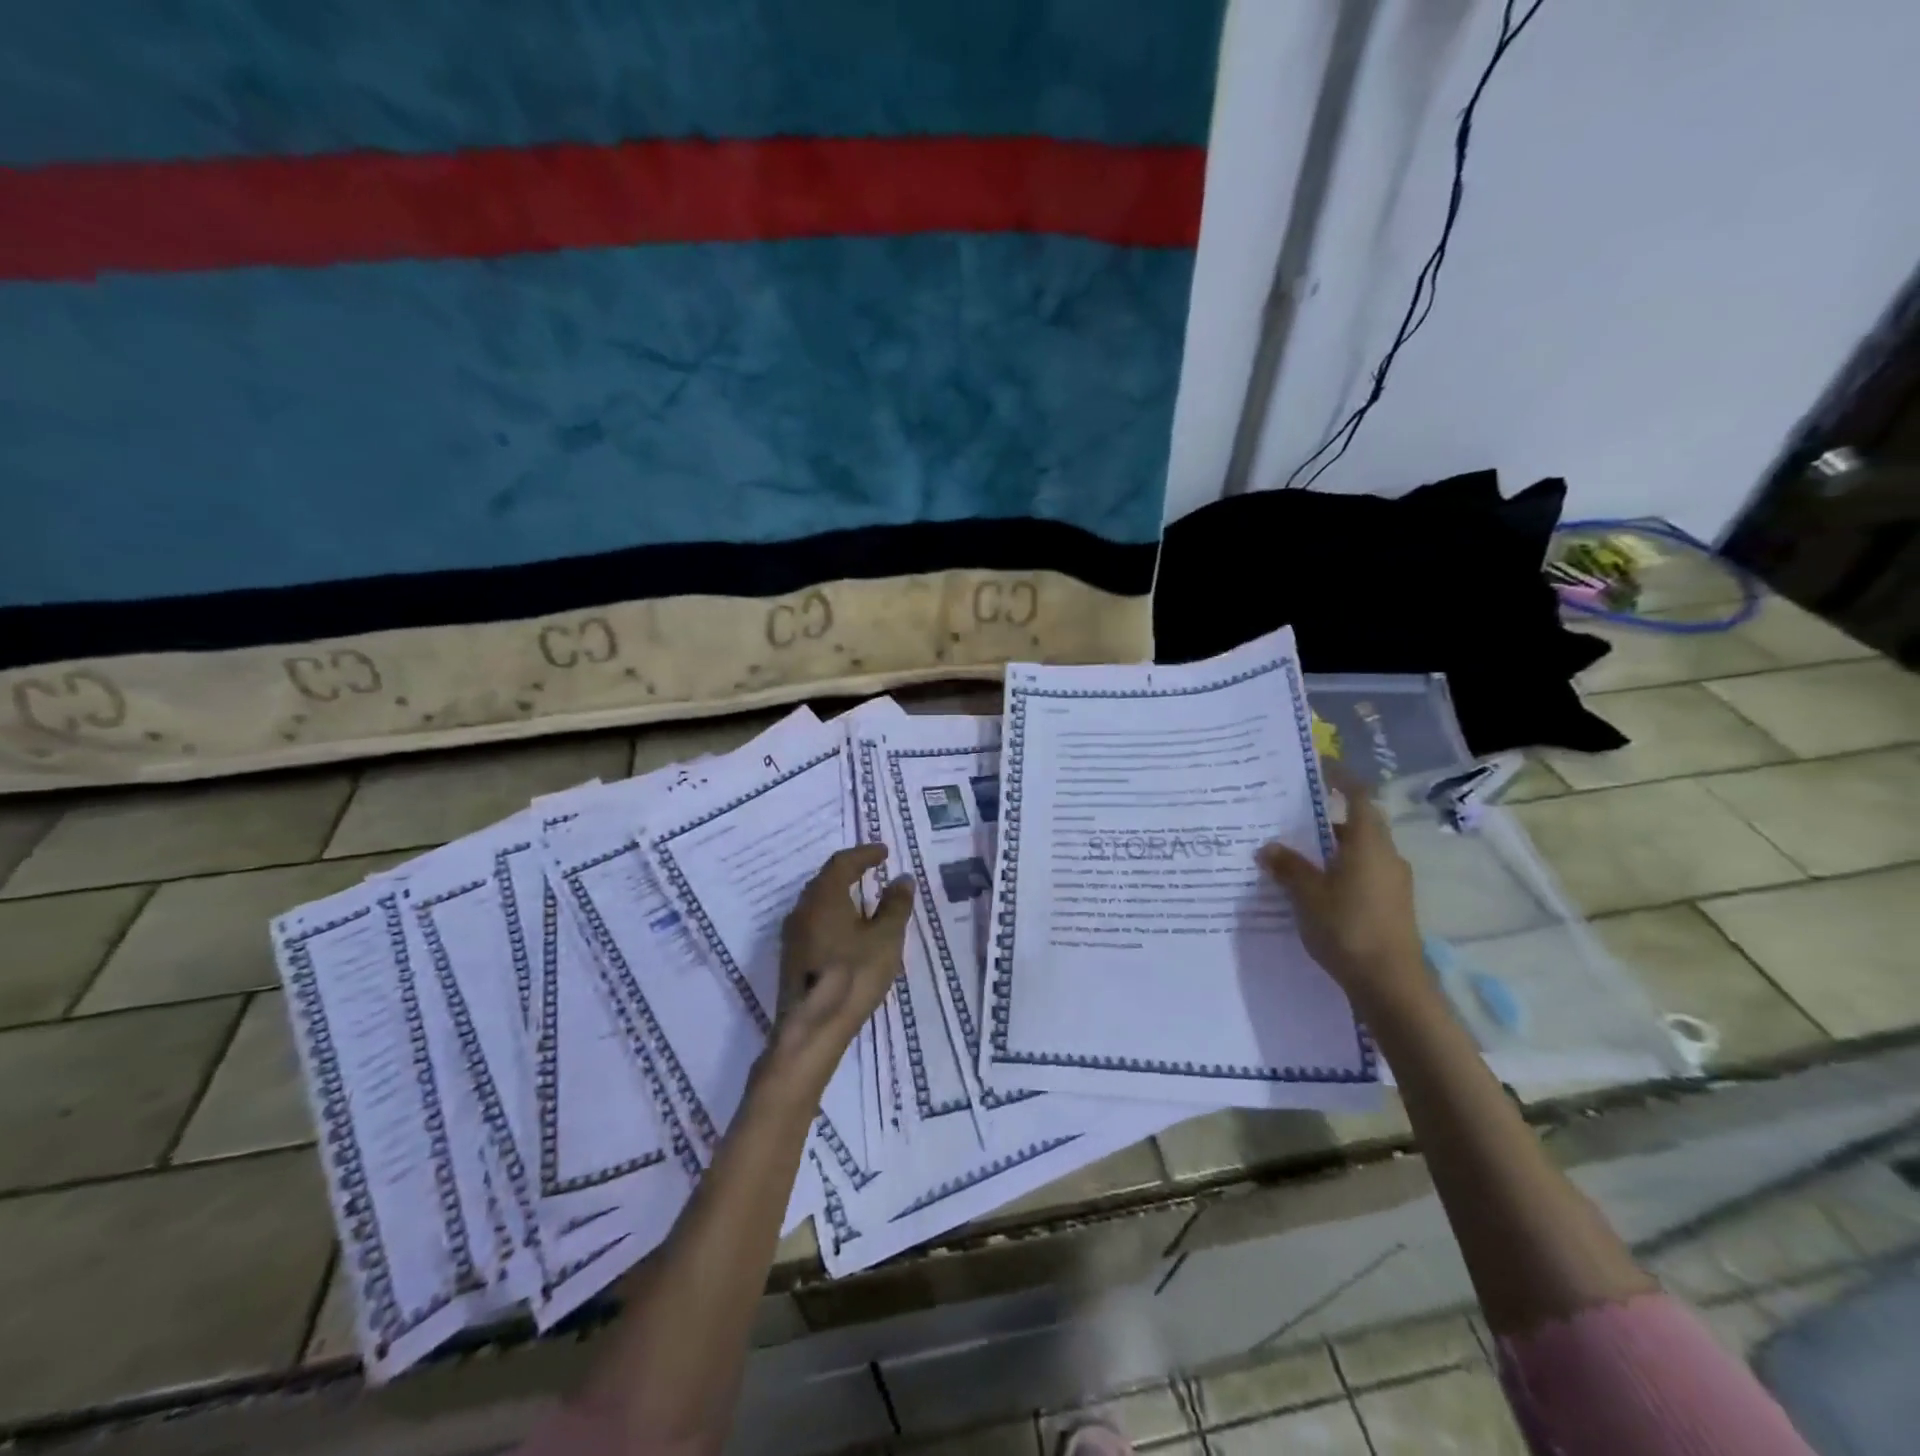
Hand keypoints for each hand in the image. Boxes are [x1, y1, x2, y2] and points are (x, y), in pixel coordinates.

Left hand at [770, 845, 914, 1089]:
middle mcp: (802, 909)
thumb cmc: (852, 976)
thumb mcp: (886, 939)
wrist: (811, 1030)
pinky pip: (815, 922)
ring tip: (865, 900)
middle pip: (826, 880)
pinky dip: (834, 916)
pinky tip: (849, 932)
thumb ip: (896, 905)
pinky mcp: (792, 957)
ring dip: (841, 895)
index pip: (842, 862)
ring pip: (818, 903)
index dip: (865, 853)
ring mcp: (793, 935)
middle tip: (873, 869)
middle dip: (850, 871)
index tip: (884, 851)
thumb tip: (902, 878)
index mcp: (824, 897)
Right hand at [1256, 770, 1427, 1014]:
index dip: (1342, 779)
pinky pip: (1362, 875)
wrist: (1390, 984)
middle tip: (1293, 818)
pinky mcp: (1391, 906)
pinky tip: (1315, 889)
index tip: (1322, 768)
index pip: (1359, 797)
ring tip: (1296, 855)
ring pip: (1360, 853)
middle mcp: (1387, 857)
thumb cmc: (1348, 928)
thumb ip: (1288, 867)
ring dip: (1332, 849)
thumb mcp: (1307, 895)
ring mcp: (1393, 884)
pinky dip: (1339, 872)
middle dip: (1328, 820)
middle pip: (1359, 825)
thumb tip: (1269, 847)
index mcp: (1369, 844)